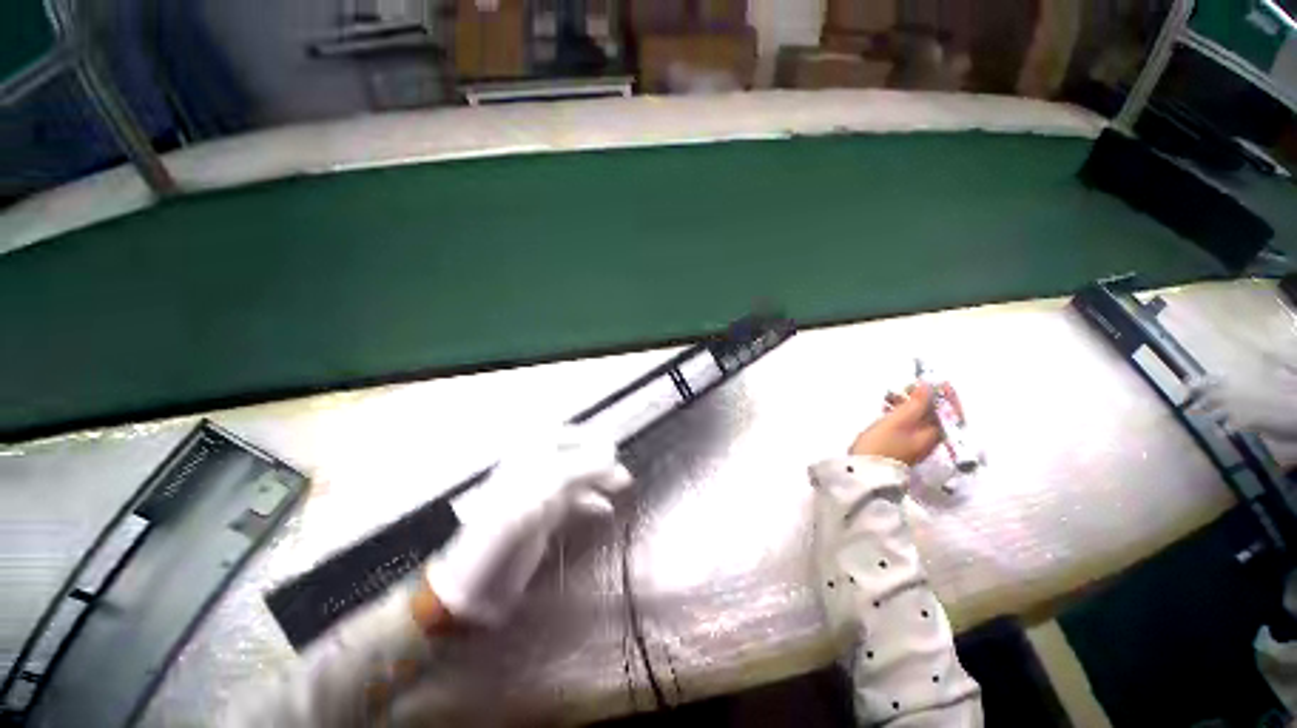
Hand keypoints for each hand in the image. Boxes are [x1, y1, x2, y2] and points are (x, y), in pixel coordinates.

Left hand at [424, 427, 631, 626]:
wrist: (477, 581)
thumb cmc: (507, 527)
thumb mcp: (544, 492)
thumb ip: (579, 470)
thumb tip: (610, 455)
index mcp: (526, 457)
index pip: (561, 435)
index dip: (587, 437)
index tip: (612, 446)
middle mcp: (533, 470)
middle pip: (572, 456)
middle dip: (598, 460)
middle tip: (621, 468)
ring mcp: (538, 494)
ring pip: (575, 477)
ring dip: (599, 479)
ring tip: (622, 484)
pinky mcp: (542, 516)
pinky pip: (572, 500)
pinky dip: (591, 501)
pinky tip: (606, 508)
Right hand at [849, 384, 960, 465]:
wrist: (865, 470)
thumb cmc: (882, 443)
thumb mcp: (898, 420)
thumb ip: (916, 403)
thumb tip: (928, 386)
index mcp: (933, 434)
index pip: (950, 413)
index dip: (946, 397)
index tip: (938, 381)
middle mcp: (928, 439)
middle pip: (935, 415)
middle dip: (924, 398)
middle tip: (909, 385)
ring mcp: (914, 442)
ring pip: (919, 418)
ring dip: (909, 404)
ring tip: (893, 394)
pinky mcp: (900, 444)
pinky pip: (907, 423)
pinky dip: (901, 412)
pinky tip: (887, 406)